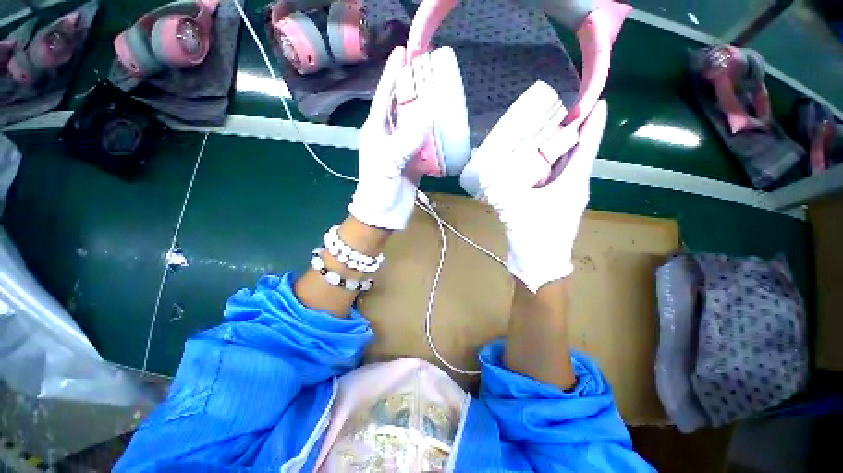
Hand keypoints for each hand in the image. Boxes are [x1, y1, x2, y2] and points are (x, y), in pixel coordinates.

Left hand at [348, 47, 429, 230]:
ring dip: (425, 113)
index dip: (392, 75)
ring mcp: (401, 150)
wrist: (384, 214)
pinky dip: (433, 136)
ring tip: (439, 96)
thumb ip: (407, 138)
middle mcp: (388, 137)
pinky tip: (443, 127)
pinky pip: (424, 144)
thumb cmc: (379, 187)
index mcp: (375, 131)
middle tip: (427, 73)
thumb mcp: (389, 160)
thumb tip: (428, 115)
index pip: (384, 97)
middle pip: (401, 108)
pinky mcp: (412, 162)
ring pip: (414, 126)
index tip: (402, 52)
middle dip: (412, 90)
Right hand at [474, 100, 607, 291]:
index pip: (586, 148)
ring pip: (563, 166)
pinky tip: (531, 161)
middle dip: (572, 131)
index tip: (597, 101)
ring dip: (557, 149)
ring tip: (546, 131)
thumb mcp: (517, 211)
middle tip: (560, 110)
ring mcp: (561, 196)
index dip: (592, 124)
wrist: (538, 265)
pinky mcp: (550, 204)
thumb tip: (485, 174)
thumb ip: (500, 191)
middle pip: (575, 154)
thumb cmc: (536, 237)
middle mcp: (571, 187)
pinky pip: (550, 178)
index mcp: (572, 184)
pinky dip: (544, 166)